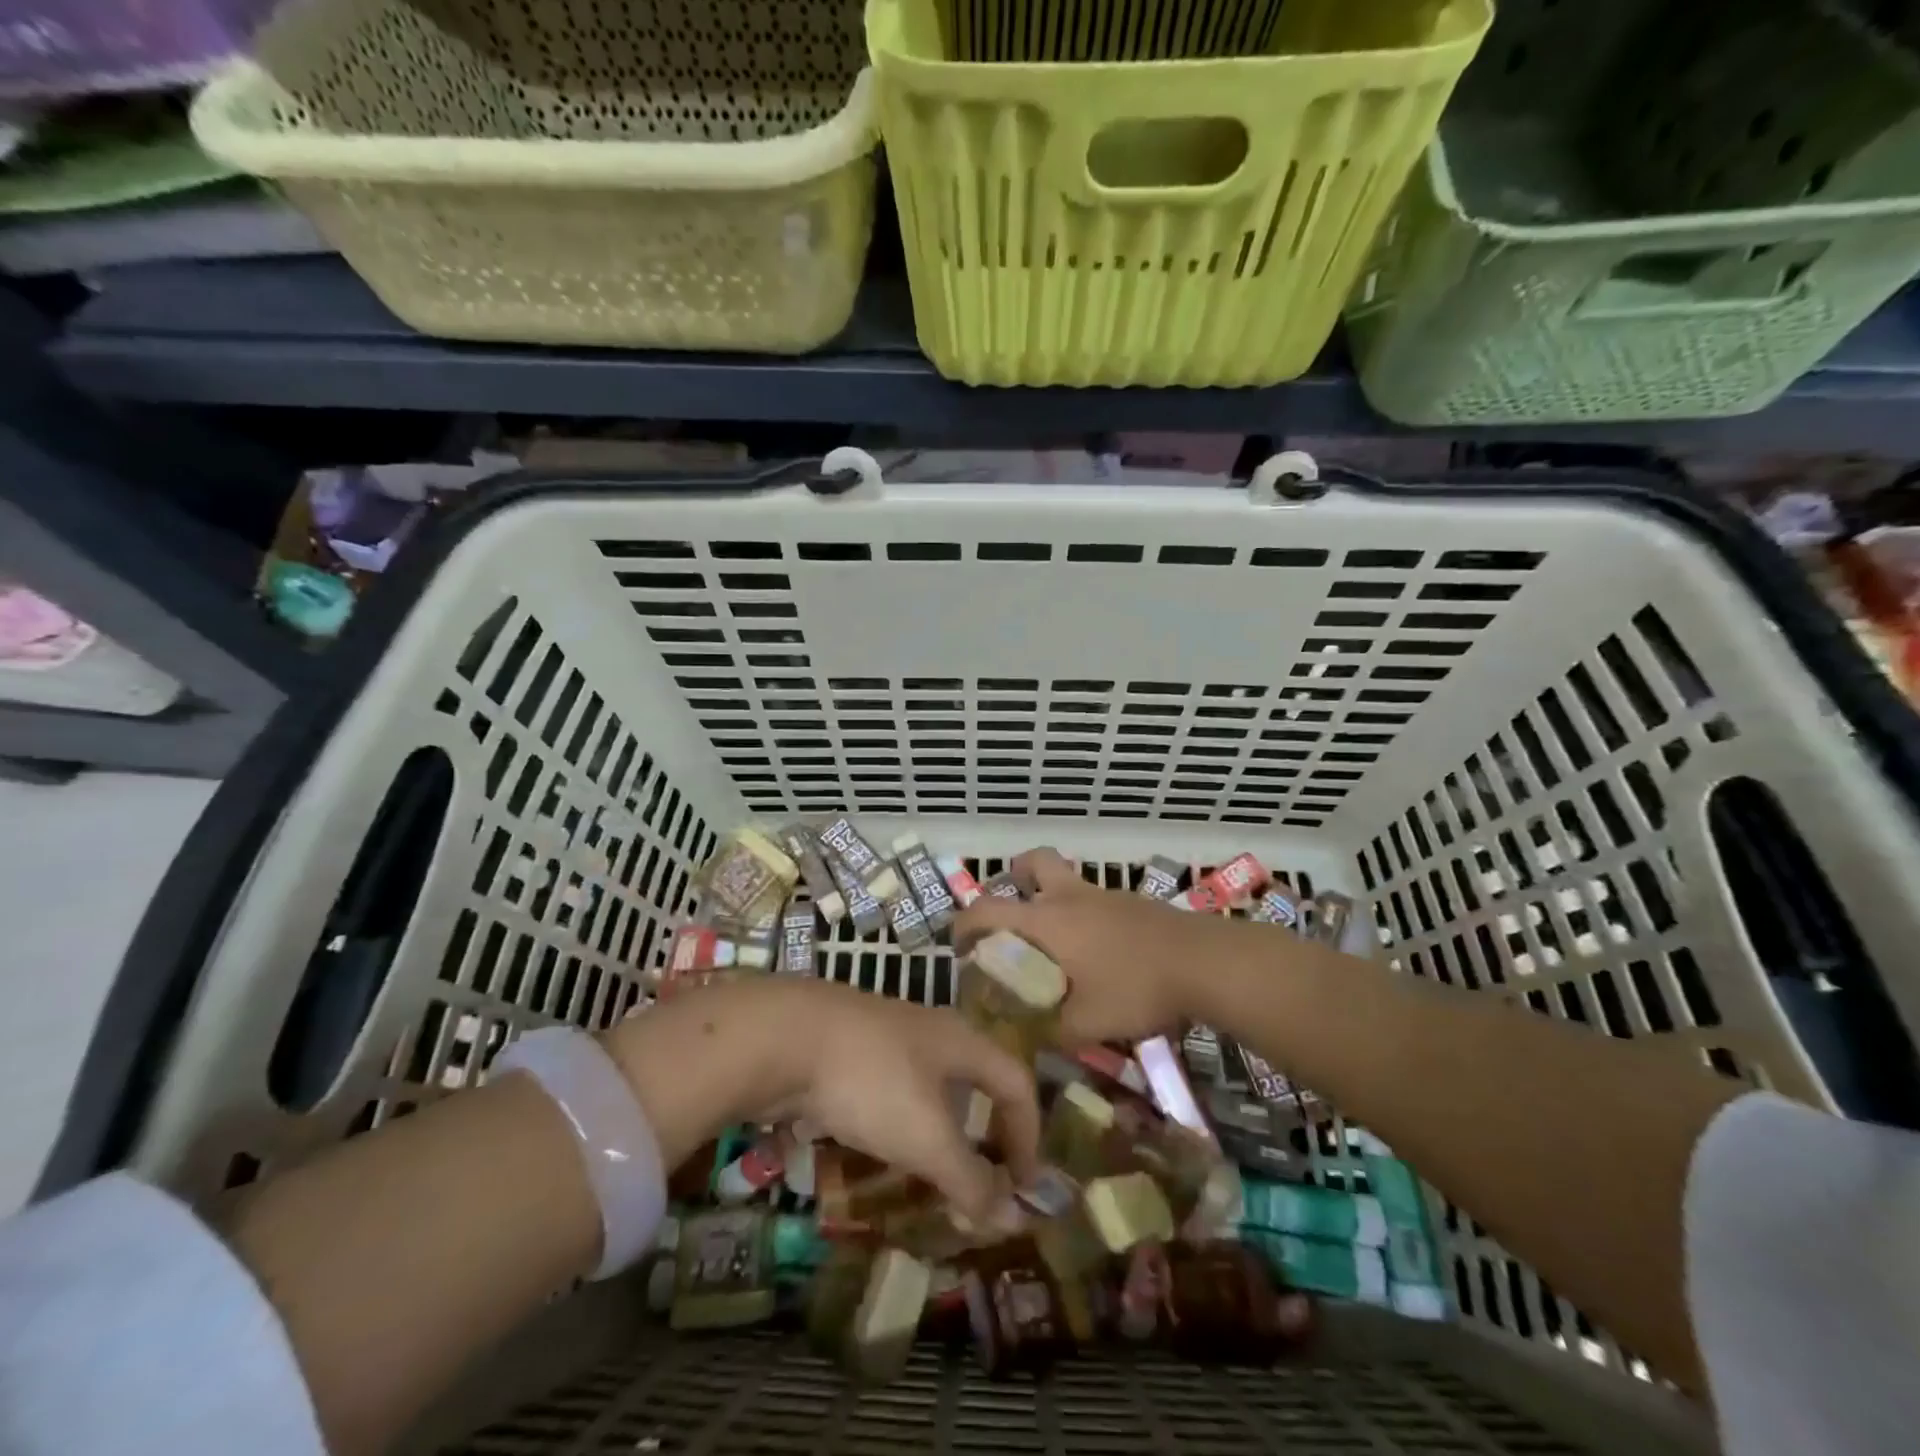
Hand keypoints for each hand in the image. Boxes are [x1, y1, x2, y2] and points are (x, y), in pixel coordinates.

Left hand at [603, 977, 1039, 1219]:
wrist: (783, 1036)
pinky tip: (879, 1148)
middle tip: (983, 1180)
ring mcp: (885, 1036)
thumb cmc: (871, 1081)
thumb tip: (1011, 1218)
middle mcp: (930, 1031)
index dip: (1030, 1133)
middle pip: (974, 1079)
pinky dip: (898, 1124)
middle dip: (985, 1130)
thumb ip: (970, 1179)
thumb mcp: (926, 1138)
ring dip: (940, 1130)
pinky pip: (890, 1089)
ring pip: (929, 1085)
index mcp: (961, 1041)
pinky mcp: (848, 1050)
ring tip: (932, 1173)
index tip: (1023, 1185)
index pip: (1016, 1081)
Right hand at [953, 847, 1254, 1045]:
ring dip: (1053, 899)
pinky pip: (1094, 900)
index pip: (988, 908)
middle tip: (1013, 913)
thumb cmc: (1136, 987)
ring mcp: (1105, 896)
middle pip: (1033, 861)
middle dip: (1015, 876)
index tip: (958, 947)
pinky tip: (1098, 954)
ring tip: (1056, 944)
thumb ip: (1051, 1032)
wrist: (1204, 962)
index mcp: (1047, 920)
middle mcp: (1071, 897)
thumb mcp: (1086, 1023)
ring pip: (1068, 879)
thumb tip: (1029, 1042)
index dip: (964, 924)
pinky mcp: (1134, 904)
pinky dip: (1084, 917)